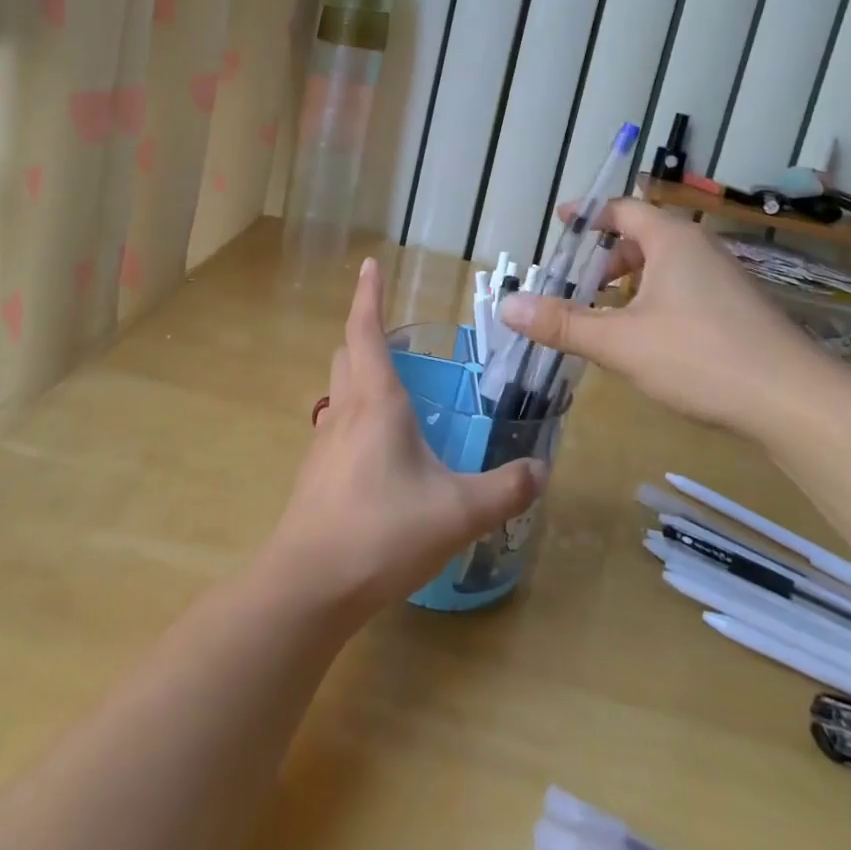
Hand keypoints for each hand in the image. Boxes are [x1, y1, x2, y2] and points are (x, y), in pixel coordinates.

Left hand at [264, 259, 545, 622]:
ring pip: (338, 388)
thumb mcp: (458, 511)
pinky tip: (378, 448)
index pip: (366, 330)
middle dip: (366, 332)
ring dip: (358, 372)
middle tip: (396, 333)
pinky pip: (336, 424)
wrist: (309, 585)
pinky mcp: (316, 473)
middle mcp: (345, 411)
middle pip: (347, 353)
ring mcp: (324, 442)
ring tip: (392, 385)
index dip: (368, 294)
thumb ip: (504, 489)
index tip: (369, 264)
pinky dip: (355, 413)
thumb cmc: (382, 531)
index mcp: (376, 401)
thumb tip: (542, 470)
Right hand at [500, 197, 821, 436]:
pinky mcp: (738, 312)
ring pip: (664, 268)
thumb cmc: (700, 357)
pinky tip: (645, 341)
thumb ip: (562, 323)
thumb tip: (507, 306)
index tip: (560, 225)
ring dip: (629, 284)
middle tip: (574, 285)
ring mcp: (725, 281)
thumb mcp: (619, 342)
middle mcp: (700, 250)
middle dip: (604, 258)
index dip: (587, 215)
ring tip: (603, 316)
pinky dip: (654, 302)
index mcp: (672, 241)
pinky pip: (684, 290)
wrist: (796, 402)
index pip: (622, 209)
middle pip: (642, 238)